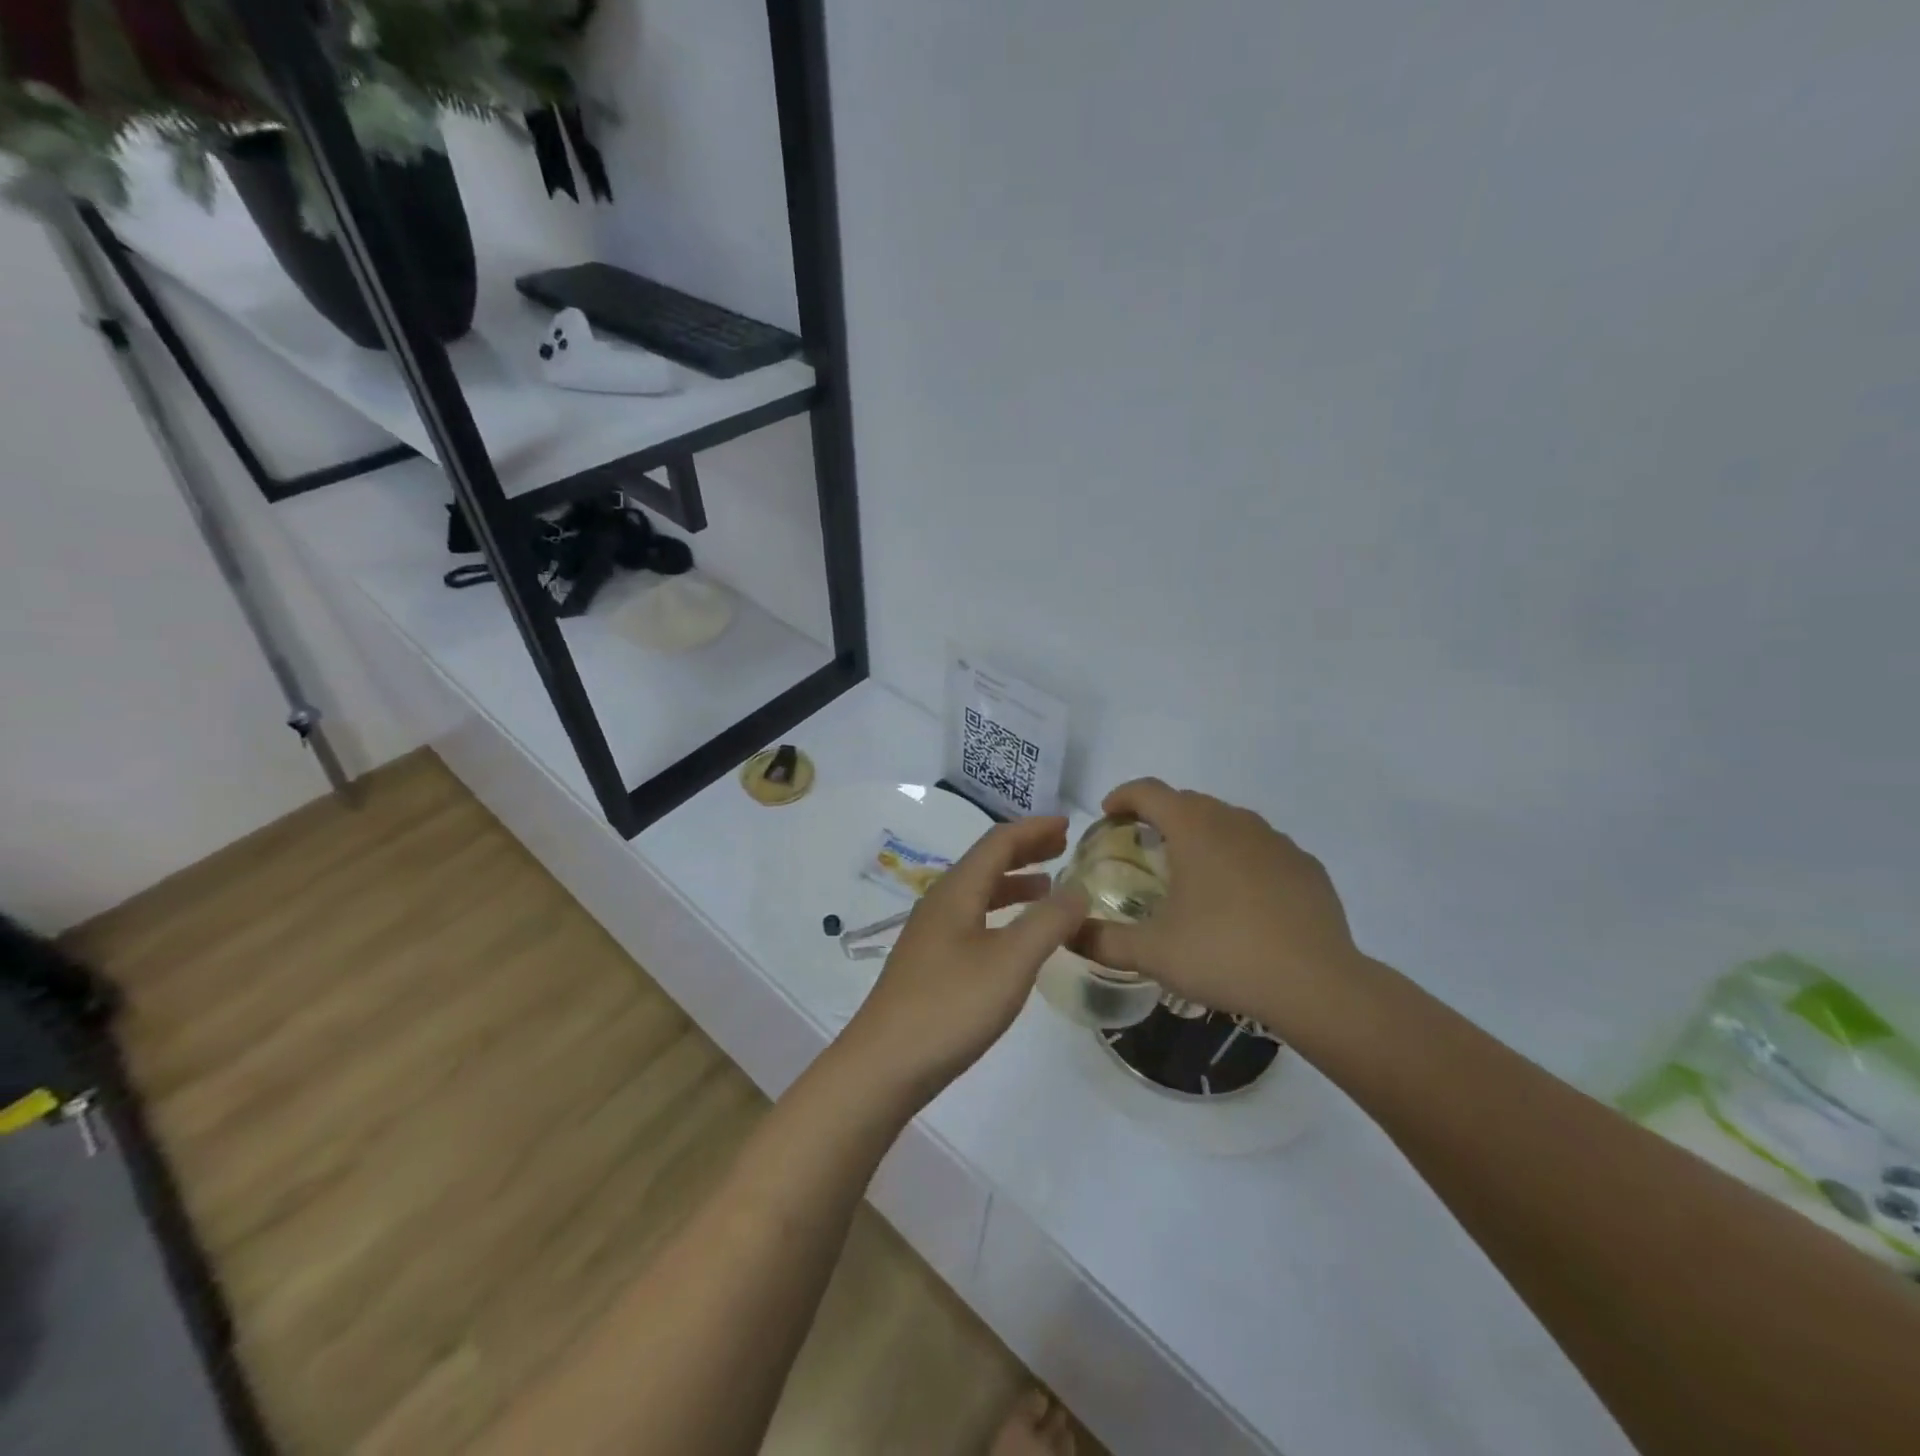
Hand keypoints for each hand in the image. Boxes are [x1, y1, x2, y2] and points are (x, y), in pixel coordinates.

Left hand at [835, 817, 1088, 1102]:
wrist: (884, 1065)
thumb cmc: (950, 1007)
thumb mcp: (1010, 962)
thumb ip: (1048, 922)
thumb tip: (1078, 888)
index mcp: (956, 891)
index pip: (998, 842)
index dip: (1034, 829)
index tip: (1068, 825)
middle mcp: (940, 902)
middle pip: (985, 862)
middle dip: (1025, 850)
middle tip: (1063, 846)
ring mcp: (931, 934)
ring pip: (978, 892)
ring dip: (1014, 882)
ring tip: (1048, 886)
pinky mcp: (930, 963)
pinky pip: (973, 919)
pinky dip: (1001, 913)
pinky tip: (1015, 936)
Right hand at [1075, 779, 1363, 1027]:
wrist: (1316, 985)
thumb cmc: (1224, 955)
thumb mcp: (1152, 953)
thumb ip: (1102, 940)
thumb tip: (1068, 933)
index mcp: (1194, 829)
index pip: (1149, 791)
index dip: (1123, 796)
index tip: (1109, 814)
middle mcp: (1235, 822)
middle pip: (1188, 801)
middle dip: (1161, 815)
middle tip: (1145, 848)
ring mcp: (1276, 841)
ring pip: (1228, 822)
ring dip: (1203, 834)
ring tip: (1192, 872)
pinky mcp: (1305, 865)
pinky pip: (1262, 847)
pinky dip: (1241, 858)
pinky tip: (1241, 898)